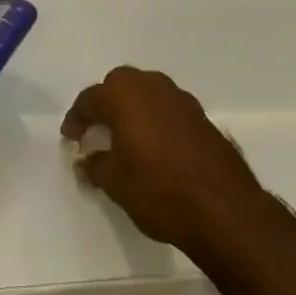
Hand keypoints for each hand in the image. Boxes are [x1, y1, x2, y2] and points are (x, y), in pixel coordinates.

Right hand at [63, 67, 268, 261]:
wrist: (225, 209)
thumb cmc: (159, 191)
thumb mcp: (116, 184)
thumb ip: (95, 166)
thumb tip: (85, 159)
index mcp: (123, 95)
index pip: (89, 99)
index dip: (76, 118)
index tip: (70, 137)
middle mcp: (151, 86)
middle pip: (119, 85)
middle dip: (105, 104)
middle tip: (97, 130)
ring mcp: (180, 99)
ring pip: (146, 93)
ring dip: (133, 109)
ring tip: (127, 138)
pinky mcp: (202, 116)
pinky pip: (168, 109)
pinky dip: (156, 120)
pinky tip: (156, 146)